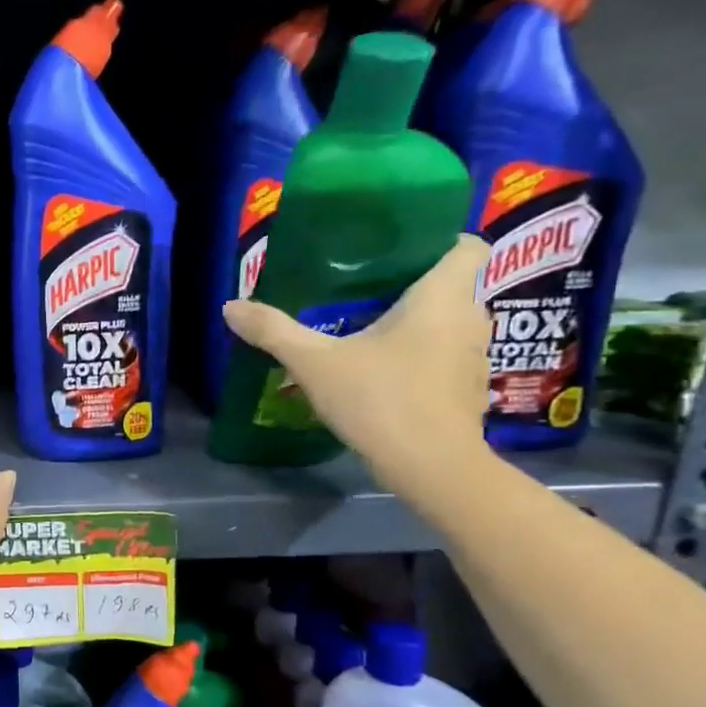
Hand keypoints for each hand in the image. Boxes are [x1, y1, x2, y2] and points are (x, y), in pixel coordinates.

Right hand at [222, 235, 492, 491]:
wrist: (430, 466)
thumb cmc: (380, 399)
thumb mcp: (314, 363)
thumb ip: (274, 332)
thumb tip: (231, 306)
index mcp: (442, 296)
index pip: (465, 245)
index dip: (436, 240)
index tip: (396, 252)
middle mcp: (470, 318)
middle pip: (449, 286)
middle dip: (411, 286)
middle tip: (360, 293)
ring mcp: (474, 357)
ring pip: (447, 324)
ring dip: (415, 325)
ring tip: (367, 334)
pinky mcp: (467, 390)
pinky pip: (444, 357)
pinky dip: (420, 358)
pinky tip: (383, 375)